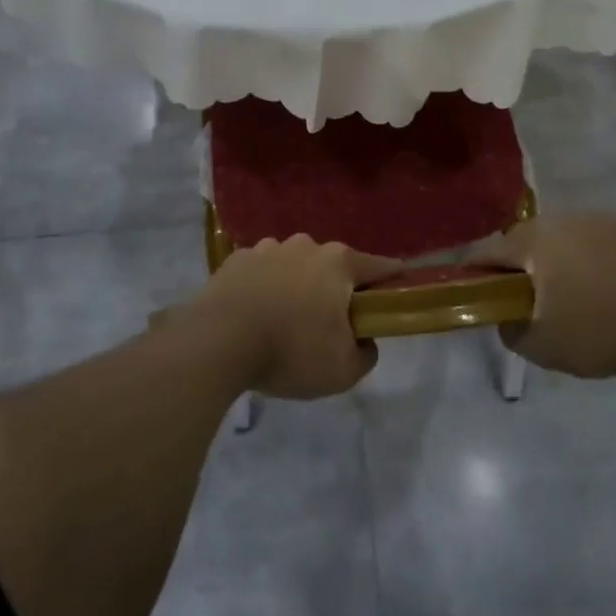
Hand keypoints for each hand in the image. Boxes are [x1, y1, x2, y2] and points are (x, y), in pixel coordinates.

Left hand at [183, 236, 400, 398]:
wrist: (219, 341)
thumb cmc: (291, 351)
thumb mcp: (343, 370)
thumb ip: (365, 353)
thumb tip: (364, 340)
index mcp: (339, 263)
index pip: (379, 266)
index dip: (391, 279)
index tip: (395, 290)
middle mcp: (306, 245)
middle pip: (332, 266)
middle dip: (335, 289)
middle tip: (328, 324)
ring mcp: (268, 248)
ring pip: (294, 266)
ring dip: (296, 286)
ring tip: (285, 322)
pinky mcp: (237, 259)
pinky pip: (261, 273)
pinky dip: (264, 288)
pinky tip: (255, 315)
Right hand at [472, 214, 615, 378]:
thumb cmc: (599, 332)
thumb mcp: (543, 347)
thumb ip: (511, 331)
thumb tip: (504, 317)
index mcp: (533, 242)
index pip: (488, 250)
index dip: (475, 269)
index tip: (473, 287)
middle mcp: (562, 219)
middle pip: (527, 238)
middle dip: (521, 263)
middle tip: (527, 294)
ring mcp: (601, 218)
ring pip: (566, 234)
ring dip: (561, 256)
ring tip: (575, 289)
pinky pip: (603, 237)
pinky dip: (599, 254)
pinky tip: (614, 282)